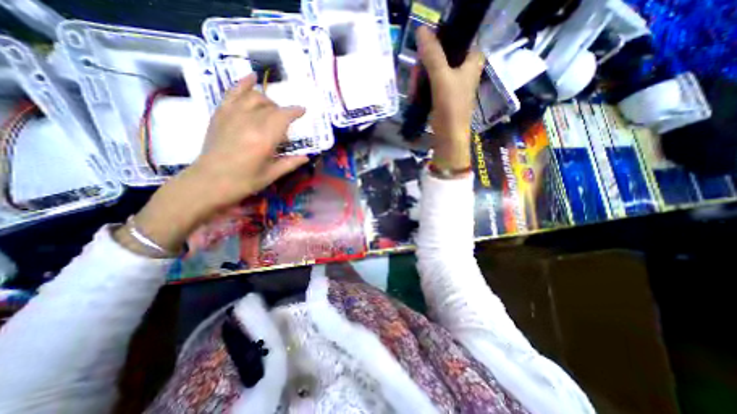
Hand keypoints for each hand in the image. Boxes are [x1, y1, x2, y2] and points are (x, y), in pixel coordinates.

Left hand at [115, 74, 307, 255]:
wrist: (208, 182)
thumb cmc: (243, 182)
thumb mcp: (271, 175)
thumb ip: (290, 163)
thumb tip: (307, 157)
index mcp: (264, 138)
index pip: (283, 116)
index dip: (295, 112)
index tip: (303, 111)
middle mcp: (249, 121)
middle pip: (271, 107)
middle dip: (282, 112)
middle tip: (285, 124)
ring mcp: (232, 115)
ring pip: (254, 97)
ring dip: (268, 100)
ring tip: (272, 109)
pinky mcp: (220, 114)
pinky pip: (232, 93)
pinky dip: (242, 83)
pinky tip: (251, 77)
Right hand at [417, 26, 488, 171]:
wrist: (449, 136)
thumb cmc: (451, 107)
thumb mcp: (442, 78)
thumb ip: (432, 55)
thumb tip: (420, 30)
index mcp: (472, 60)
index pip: (460, 37)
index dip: (443, 38)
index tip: (428, 47)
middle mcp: (465, 69)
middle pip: (443, 54)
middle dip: (426, 63)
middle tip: (417, 72)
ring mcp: (453, 82)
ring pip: (434, 69)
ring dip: (421, 76)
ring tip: (414, 88)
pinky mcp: (443, 94)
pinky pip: (431, 83)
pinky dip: (422, 86)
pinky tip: (415, 93)